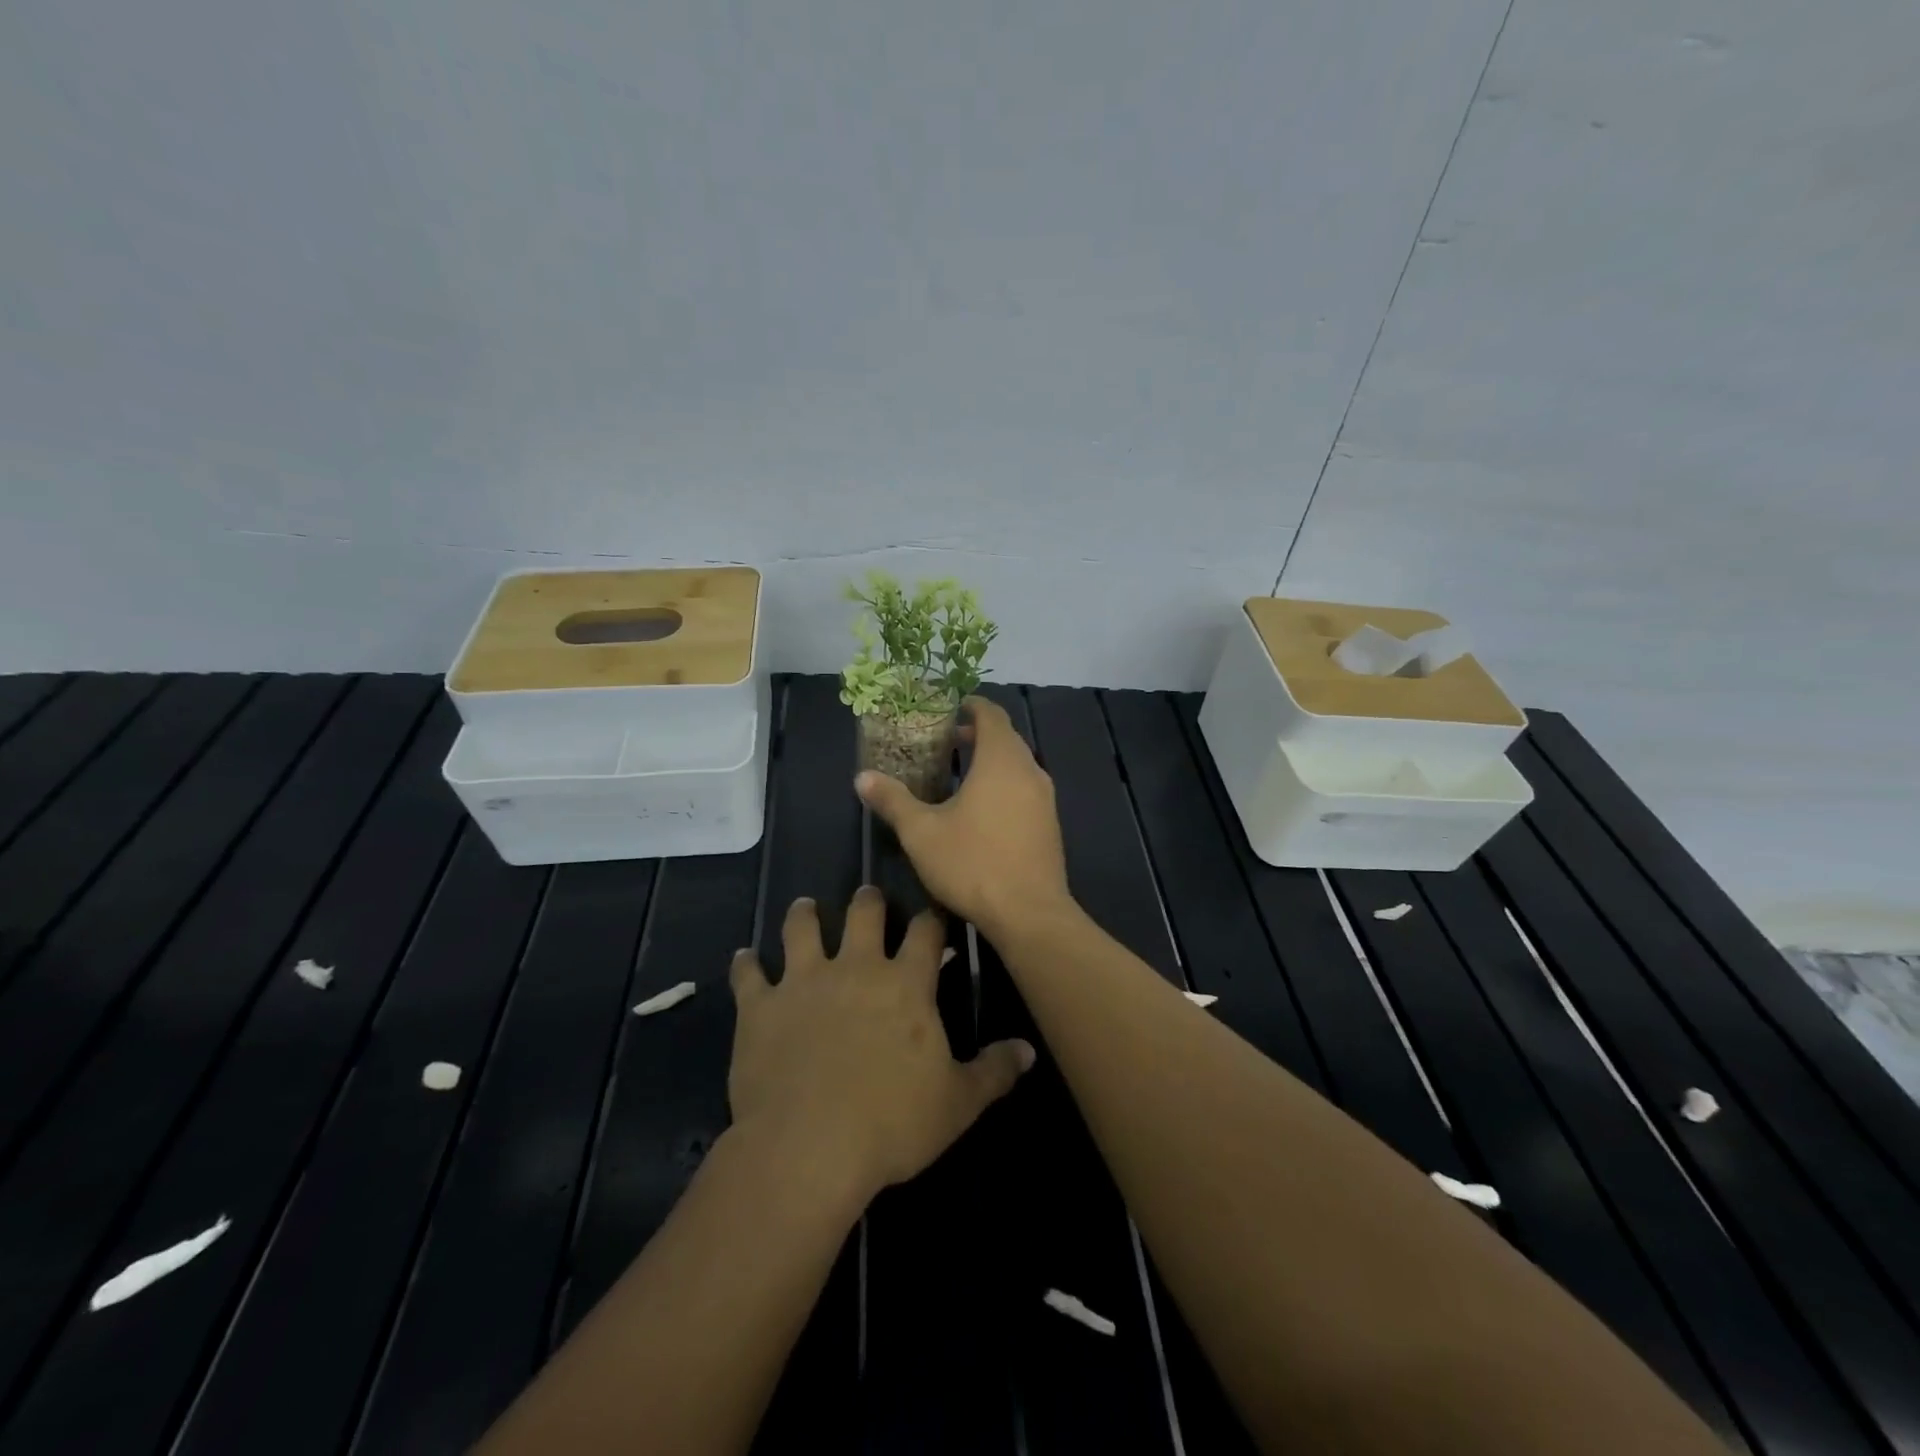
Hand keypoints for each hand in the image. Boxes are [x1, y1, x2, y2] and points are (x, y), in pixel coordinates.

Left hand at [727, 887, 1034, 1202]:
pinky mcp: (760, 1006)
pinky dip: (745, 964)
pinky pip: (748, 975)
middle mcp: (856, 968)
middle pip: (864, 915)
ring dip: (804, 915)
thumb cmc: (891, 1123)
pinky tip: (743, 957)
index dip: (932, 919)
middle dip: (869, 901)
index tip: (933, 912)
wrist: (808, 1146)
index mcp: (905, 984)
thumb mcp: (957, 1103)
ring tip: (804, 906)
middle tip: (868, 895)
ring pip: (802, 929)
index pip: (926, 933)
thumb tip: (1029, 1049)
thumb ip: (994, 1071)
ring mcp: (803, 982)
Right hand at [855, 696, 1072, 939]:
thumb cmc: (972, 863)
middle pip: (1006, 738)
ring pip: (1018, 765)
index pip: (992, 715)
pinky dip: (1005, 784)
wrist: (1029, 913)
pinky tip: (983, 810)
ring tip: (960, 775)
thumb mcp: (921, 832)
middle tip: (946, 742)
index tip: (950, 708)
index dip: (972, 706)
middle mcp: (1030, 770)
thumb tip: (862, 777)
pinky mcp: (1050, 824)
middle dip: (978, 734)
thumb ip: (893, 800)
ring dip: (992, 761)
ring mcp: (1045, 799)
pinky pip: (1026, 789)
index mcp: (1001, 760)